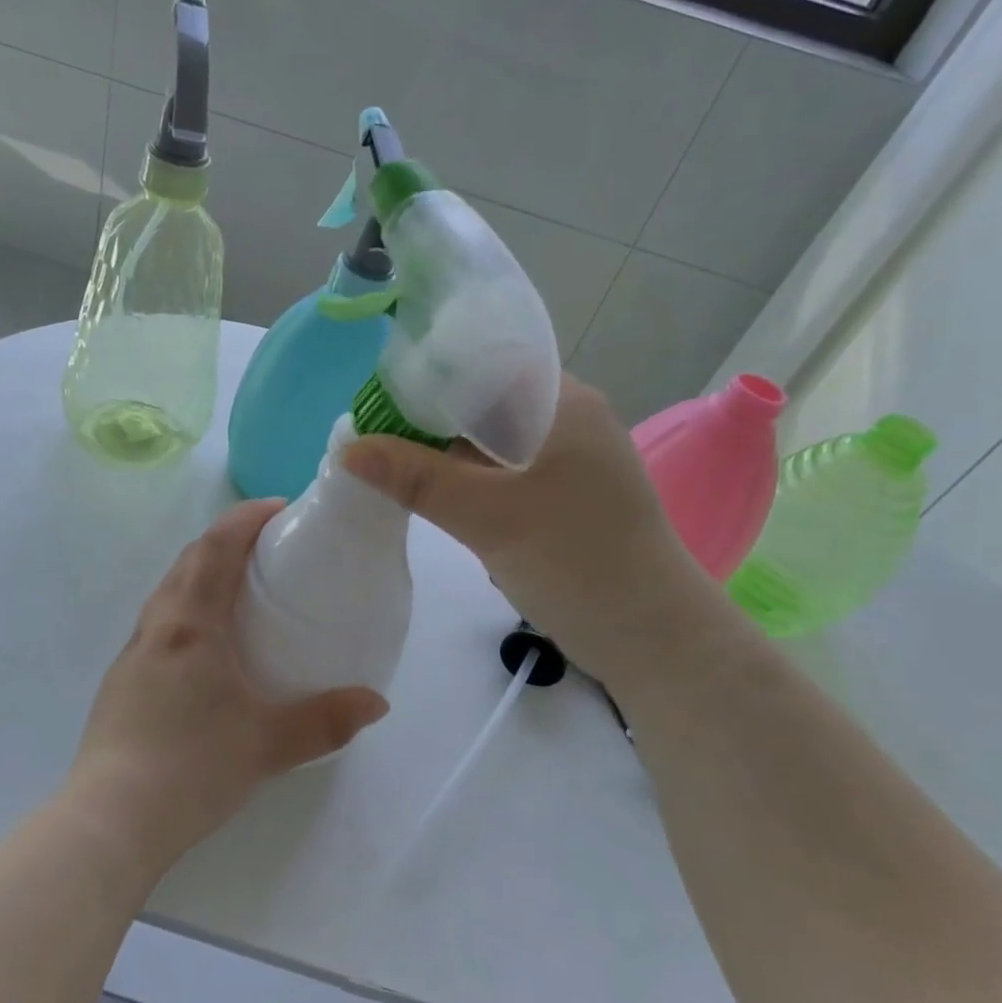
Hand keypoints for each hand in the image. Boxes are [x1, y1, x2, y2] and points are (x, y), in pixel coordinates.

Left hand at [65, 500, 387, 872]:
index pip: (216, 547)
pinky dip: (187, 609)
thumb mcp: (268, 744)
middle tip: (267, 549)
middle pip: (188, 561)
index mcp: (189, 623)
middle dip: (226, 541)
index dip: (247, 518)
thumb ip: (326, 721)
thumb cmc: (191, 767)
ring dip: (202, 573)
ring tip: (240, 591)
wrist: (110, 820)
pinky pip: (159, 623)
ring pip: (169, 591)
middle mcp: (156, 626)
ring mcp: (132, 653)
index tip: (280, 509)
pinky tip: (207, 649)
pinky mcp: (122, 682)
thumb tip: (377, 703)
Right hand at [341, 373, 713, 678]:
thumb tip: (346, 449)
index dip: (427, 374)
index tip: (375, 399)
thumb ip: (417, 478)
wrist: (654, 640)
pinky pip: (500, 473)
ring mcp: (564, 462)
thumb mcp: (490, 517)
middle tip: (370, 436)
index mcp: (562, 402)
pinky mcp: (559, 498)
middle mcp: (565, 420)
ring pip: (488, 441)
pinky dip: (463, 480)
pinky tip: (426, 493)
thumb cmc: (579, 562)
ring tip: (385, 462)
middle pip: (482, 402)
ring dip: (442, 452)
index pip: (484, 362)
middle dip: (427, 418)